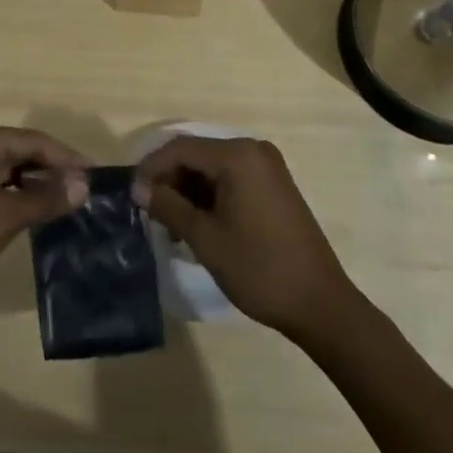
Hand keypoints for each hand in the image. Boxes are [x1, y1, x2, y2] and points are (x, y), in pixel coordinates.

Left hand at [0, 122, 88, 318]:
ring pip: (11, 171)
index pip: (32, 140)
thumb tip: (84, 185)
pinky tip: (40, 214)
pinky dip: (20, 199)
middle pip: (22, 152)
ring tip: (71, 203)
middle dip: (54, 171)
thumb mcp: (4, 216)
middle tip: (87, 191)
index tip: (96, 174)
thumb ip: (45, 199)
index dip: (66, 157)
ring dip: (38, 186)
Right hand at [133, 135, 354, 340]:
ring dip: (190, 192)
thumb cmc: (259, 269)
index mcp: (237, 155)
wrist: (321, 304)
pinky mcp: (275, 185)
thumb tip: (139, 189)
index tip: (132, 194)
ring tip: (171, 226)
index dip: (152, 168)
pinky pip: (232, 179)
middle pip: (198, 156)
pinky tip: (198, 225)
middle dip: (171, 181)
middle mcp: (253, 150)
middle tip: (150, 213)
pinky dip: (211, 197)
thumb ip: (169, 207)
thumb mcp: (206, 239)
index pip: (181, 148)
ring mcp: (267, 167)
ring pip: (214, 169)